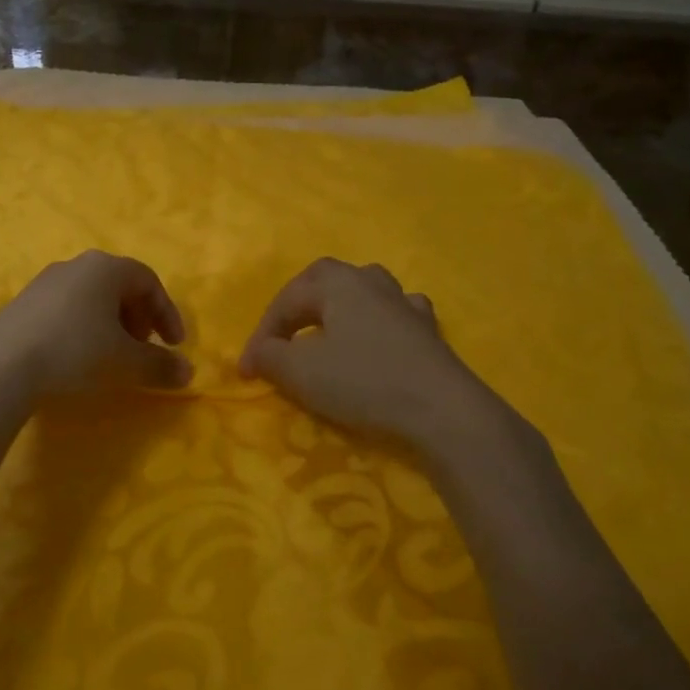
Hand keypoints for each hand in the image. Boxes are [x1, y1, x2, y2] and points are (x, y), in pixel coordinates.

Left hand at [0, 250, 192, 403]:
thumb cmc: (74, 351)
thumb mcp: (125, 362)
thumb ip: (159, 365)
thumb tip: (188, 372)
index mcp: (106, 268)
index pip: (149, 282)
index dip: (167, 313)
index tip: (174, 345)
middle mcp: (77, 266)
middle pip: (119, 286)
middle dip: (138, 318)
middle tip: (143, 349)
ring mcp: (45, 282)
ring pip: (91, 298)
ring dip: (110, 324)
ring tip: (112, 356)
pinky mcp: (22, 303)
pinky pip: (66, 309)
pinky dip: (83, 328)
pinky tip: (76, 358)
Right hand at [238, 258, 490, 445]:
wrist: (441, 408)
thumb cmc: (363, 381)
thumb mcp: (300, 372)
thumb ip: (269, 356)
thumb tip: (257, 352)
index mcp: (336, 282)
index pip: (286, 300)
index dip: (261, 334)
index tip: (247, 371)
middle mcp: (370, 281)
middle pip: (324, 281)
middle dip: (297, 307)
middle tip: (281, 337)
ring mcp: (404, 302)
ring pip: (363, 291)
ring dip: (338, 308)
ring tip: (327, 331)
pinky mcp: (427, 330)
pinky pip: (394, 314)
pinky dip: (377, 323)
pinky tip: (377, 338)